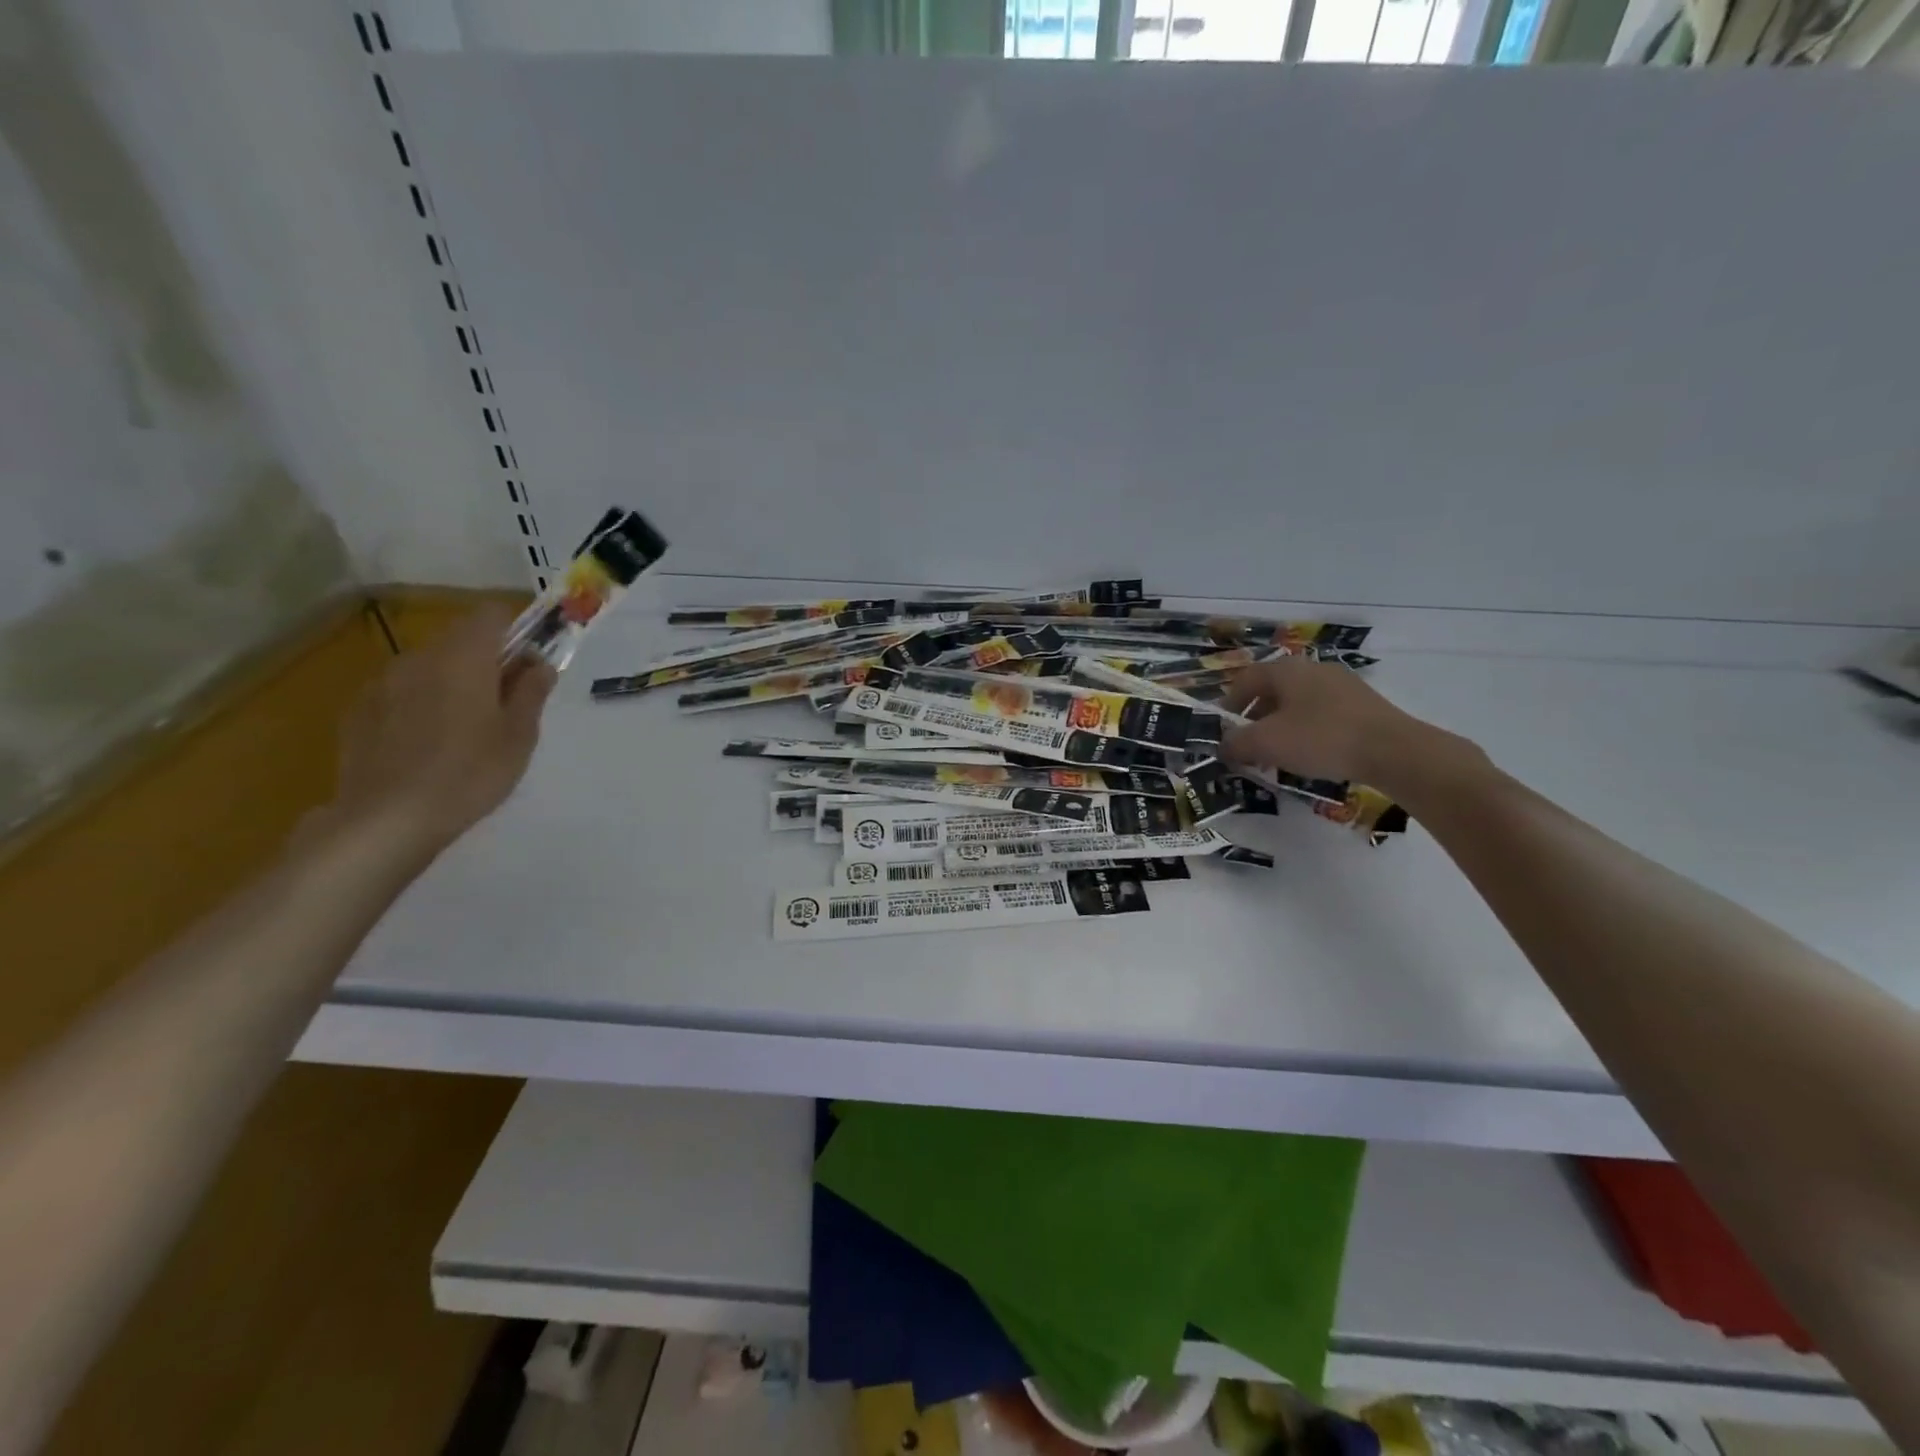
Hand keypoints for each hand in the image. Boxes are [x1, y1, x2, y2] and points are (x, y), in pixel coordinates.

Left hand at [326, 606, 555, 854]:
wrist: (387, 818)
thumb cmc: (470, 773)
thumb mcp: (519, 735)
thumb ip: (531, 692)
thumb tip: (539, 664)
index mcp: (464, 657)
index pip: (491, 615)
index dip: (515, 632)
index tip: (529, 666)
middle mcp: (420, 658)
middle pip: (460, 640)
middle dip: (487, 661)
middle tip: (506, 706)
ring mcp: (383, 683)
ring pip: (430, 667)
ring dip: (453, 683)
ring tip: (467, 731)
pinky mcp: (360, 711)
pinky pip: (402, 693)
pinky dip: (421, 705)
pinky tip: (429, 746)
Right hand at [1218, 656, 1430, 787]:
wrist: (1393, 751)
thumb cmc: (1320, 738)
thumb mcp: (1266, 743)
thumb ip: (1236, 743)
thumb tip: (1223, 746)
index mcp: (1287, 670)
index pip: (1245, 679)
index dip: (1229, 704)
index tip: (1223, 730)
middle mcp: (1313, 669)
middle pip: (1273, 691)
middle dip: (1255, 719)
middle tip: (1248, 746)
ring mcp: (1342, 685)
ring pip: (1298, 704)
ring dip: (1281, 727)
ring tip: (1277, 755)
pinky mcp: (1364, 705)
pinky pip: (1322, 714)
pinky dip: (1307, 732)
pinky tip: (1311, 756)